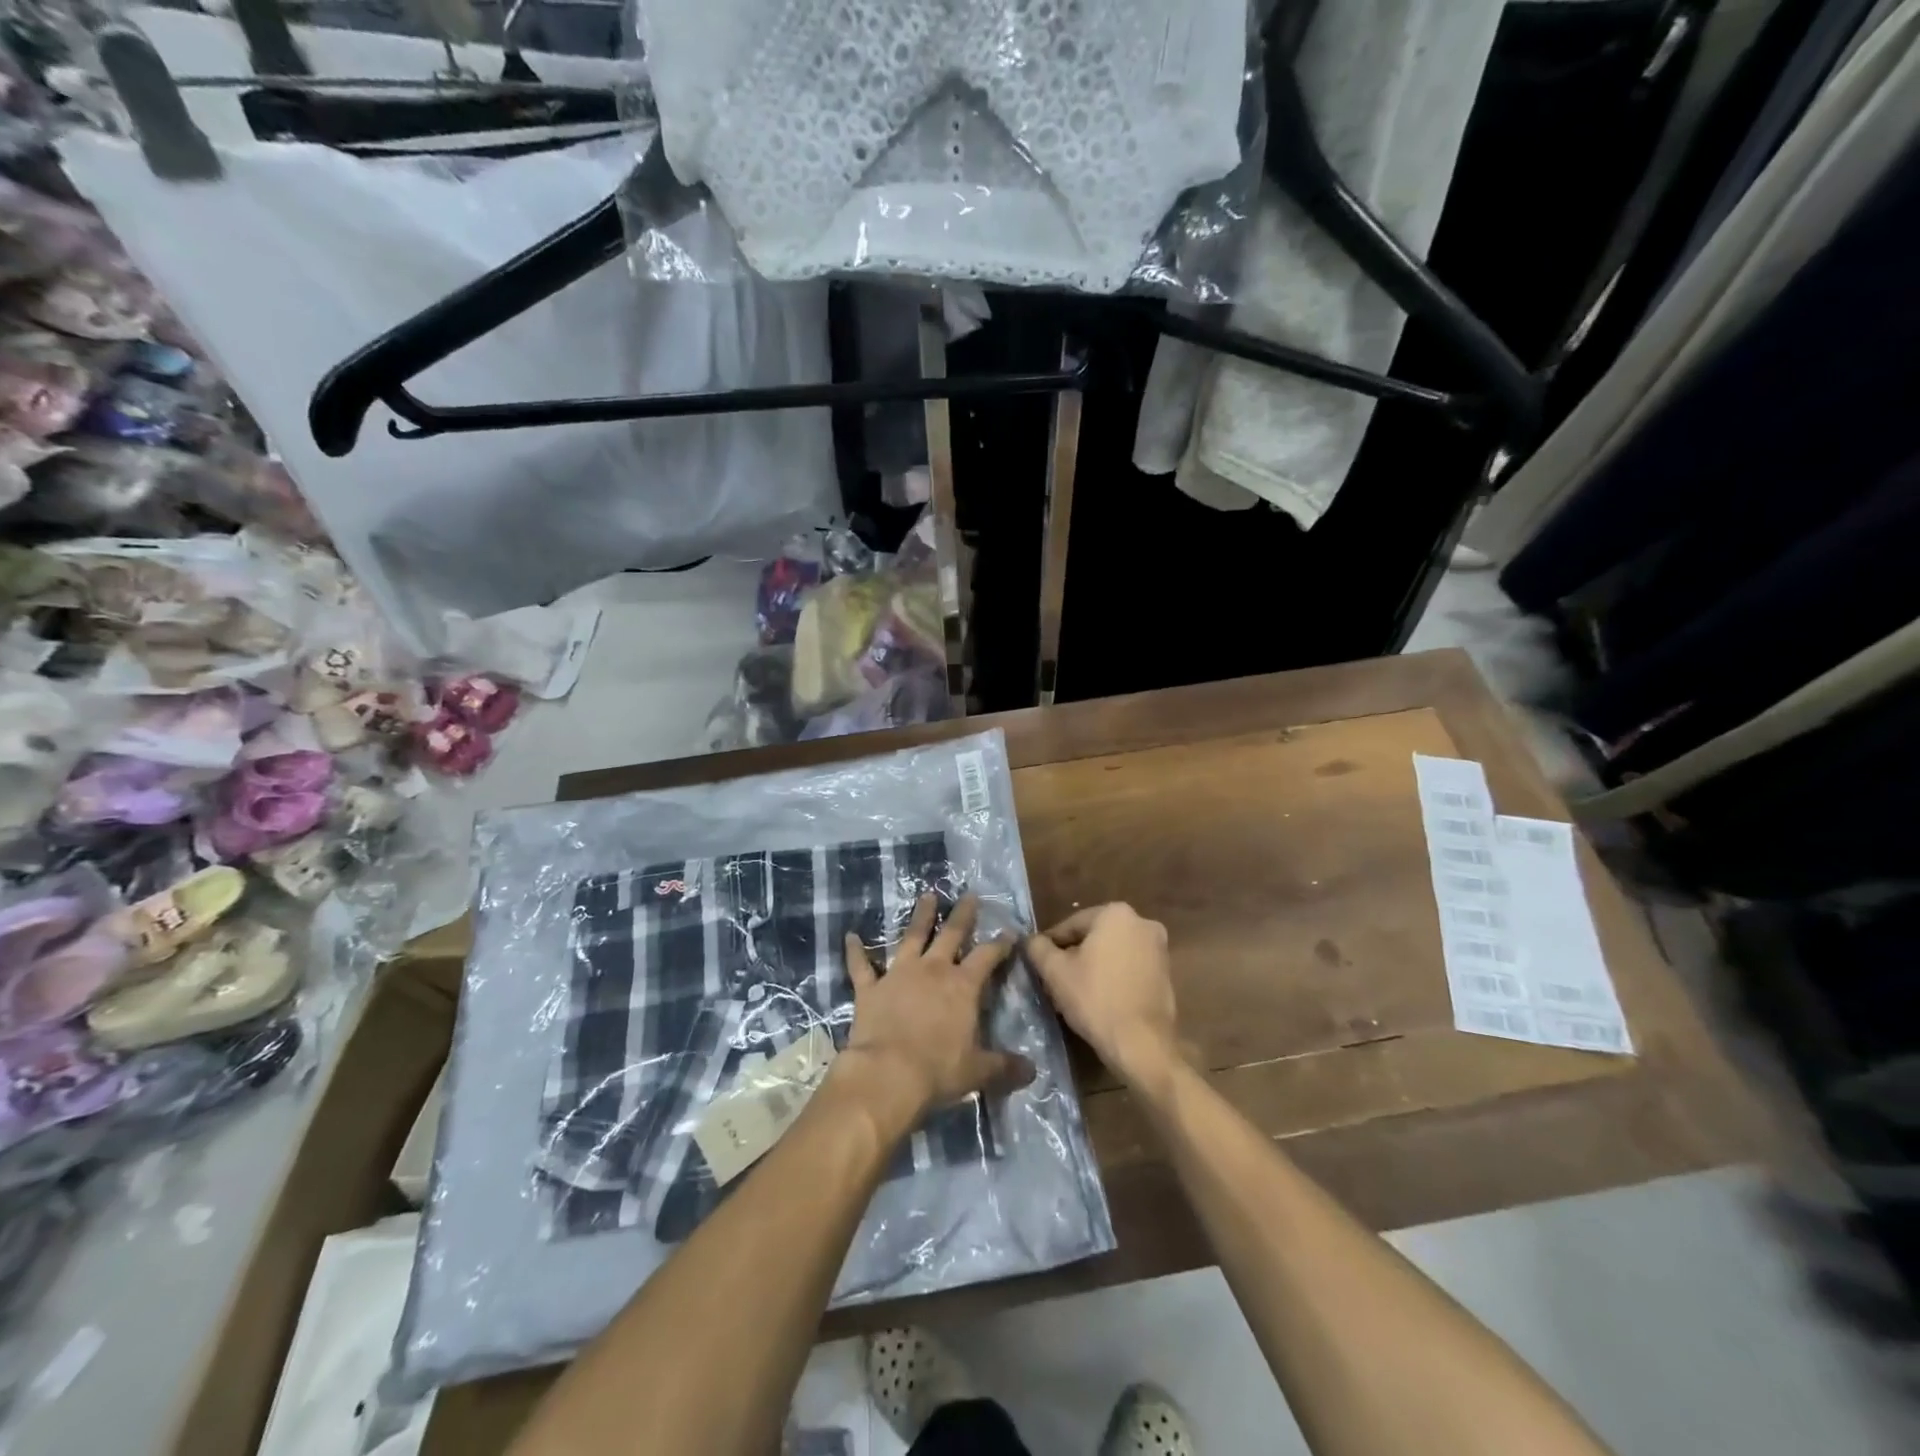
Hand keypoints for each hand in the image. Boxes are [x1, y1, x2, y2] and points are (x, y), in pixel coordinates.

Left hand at [836, 894, 1033, 1128]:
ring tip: (927, 896)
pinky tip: (850, 937)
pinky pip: (861, 966)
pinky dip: (855, 951)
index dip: (1000, 944)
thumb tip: (1032, 1070)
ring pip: (911, 937)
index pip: (987, 957)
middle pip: (951, 934)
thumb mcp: (977, 1072)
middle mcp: (932, 971)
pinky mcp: (870, 988)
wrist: (887, 1074)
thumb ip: (1004, 1066)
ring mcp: (898, 974)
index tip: (1010, 932)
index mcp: (963, 986)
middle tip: (969, 895)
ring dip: (920, 916)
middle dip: (962, 914)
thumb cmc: (937, 1071)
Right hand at [1025, 903, 1177, 1088]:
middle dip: (1074, 955)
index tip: (1039, 964)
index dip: (1051, 945)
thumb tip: (1030, 940)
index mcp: (1116, 913)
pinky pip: (1130, 967)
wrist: (1142, 1043)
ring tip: (1075, 992)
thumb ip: (1037, 948)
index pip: (1071, 925)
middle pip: (1094, 937)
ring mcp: (1159, 948)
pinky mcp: (1167, 972)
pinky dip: (1114, 976)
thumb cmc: (1095, 999)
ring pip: (1113, 952)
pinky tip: (1100, 999)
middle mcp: (1142, 922)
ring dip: (1094, 966)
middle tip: (1055, 980)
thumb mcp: (1055, 972)